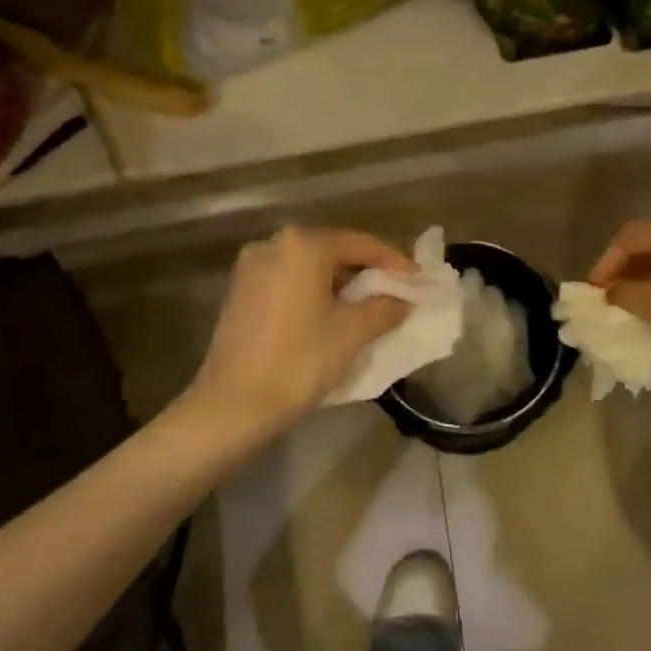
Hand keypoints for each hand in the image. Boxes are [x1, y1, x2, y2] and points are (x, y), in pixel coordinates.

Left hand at [187, 226, 414, 434]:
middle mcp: (274, 243)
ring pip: (310, 266)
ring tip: (368, 307)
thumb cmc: (299, 362)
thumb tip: (404, 298)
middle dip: (367, 271)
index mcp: (303, 245)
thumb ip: (385, 306)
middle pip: (334, 250)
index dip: (395, 262)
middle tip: (396, 293)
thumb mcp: (352, 332)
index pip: (361, 244)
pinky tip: (330, 315)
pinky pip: (289, 281)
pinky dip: (314, 291)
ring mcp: (252, 267)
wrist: (232, 406)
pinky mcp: (240, 291)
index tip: (418, 282)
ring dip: (340, 283)